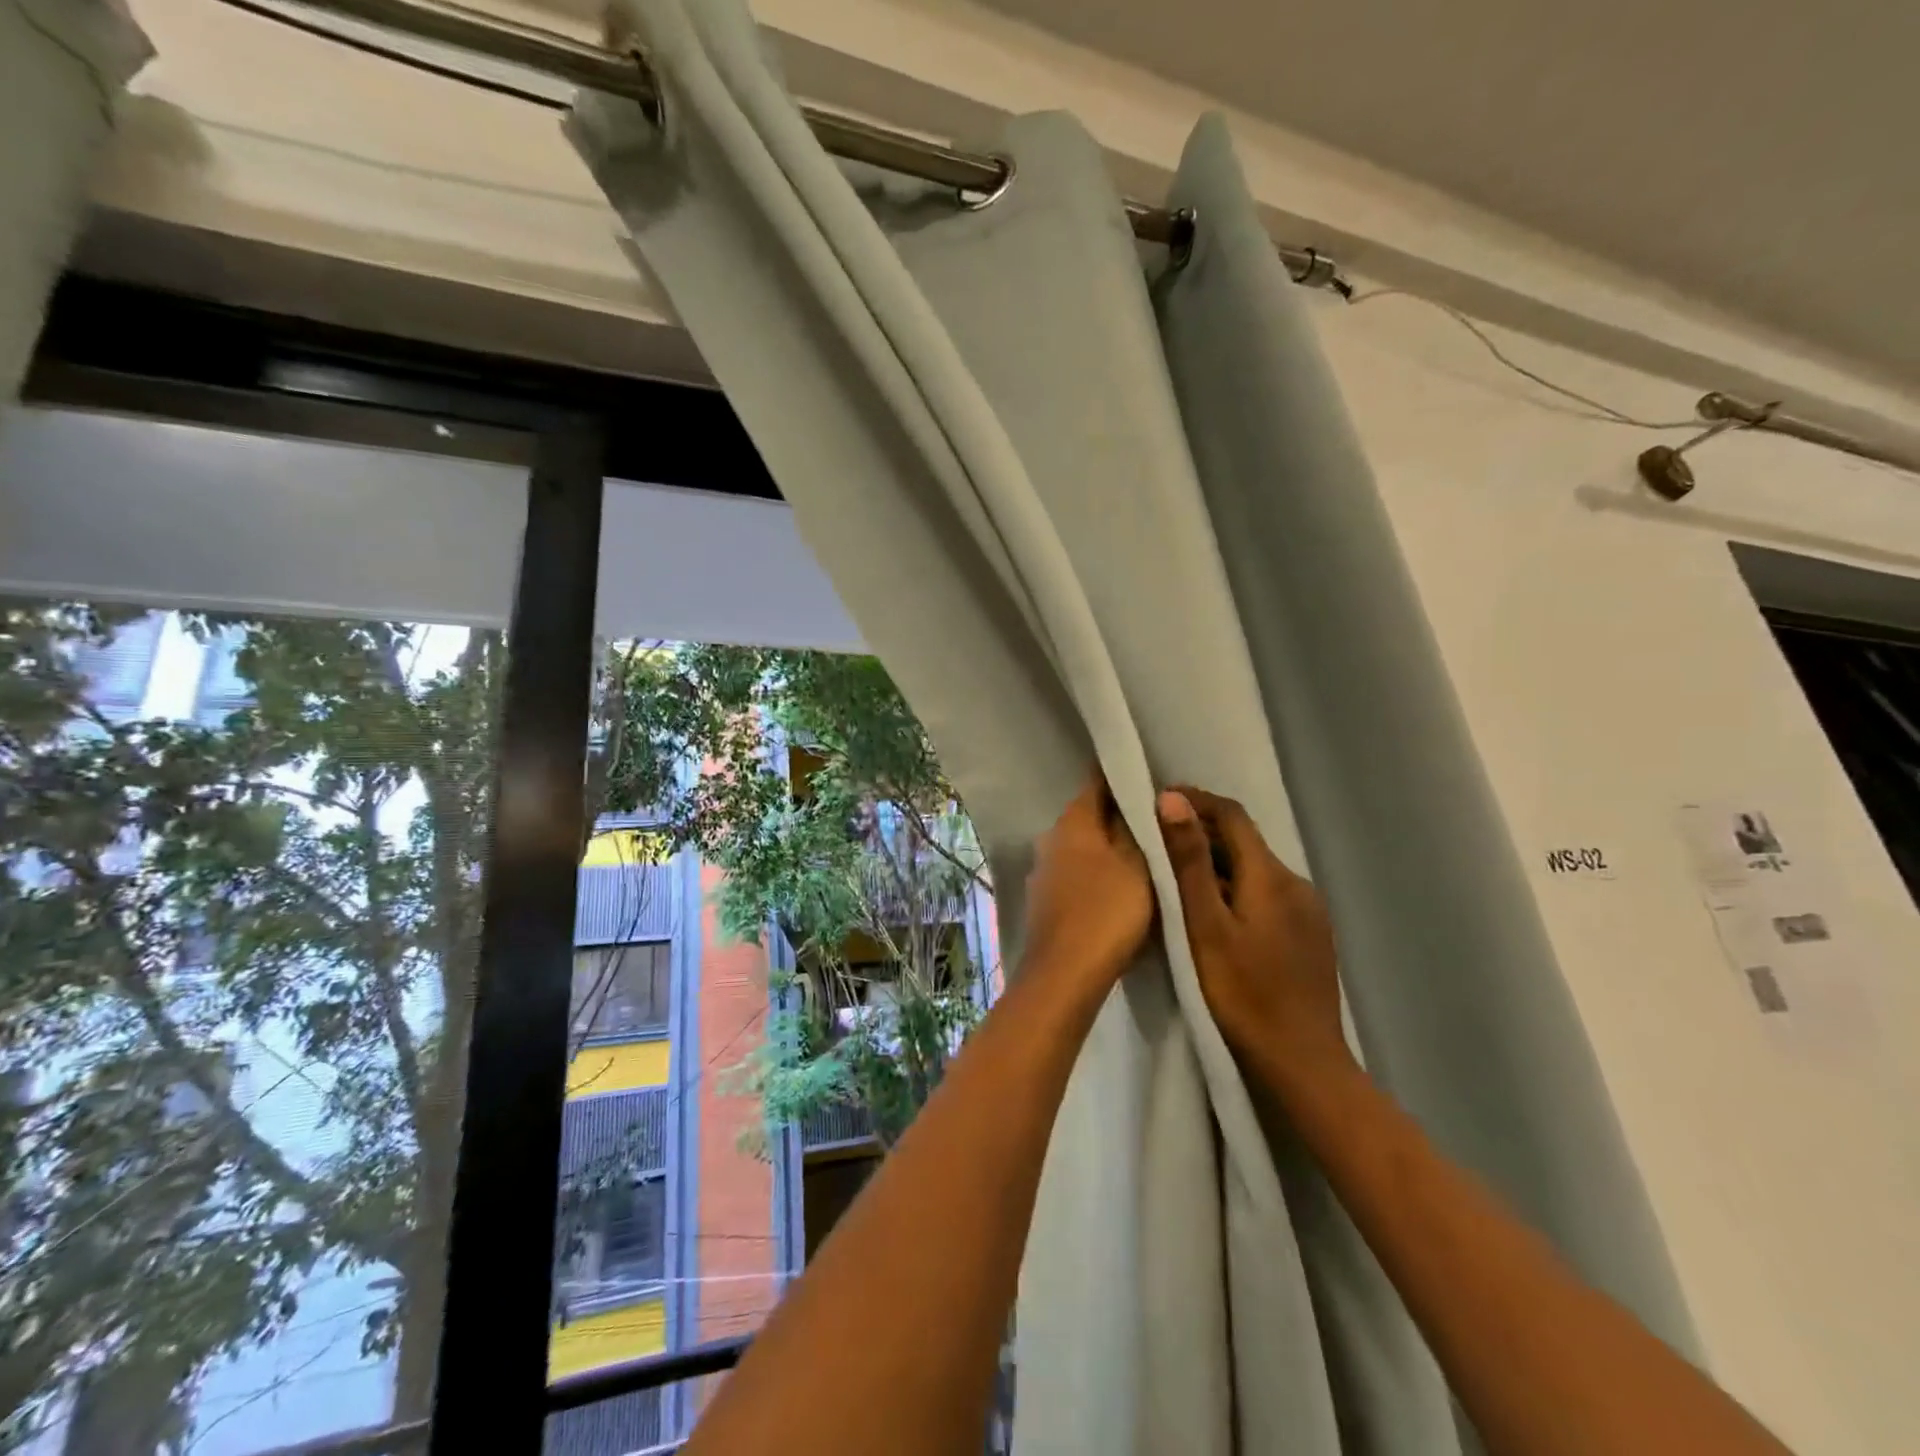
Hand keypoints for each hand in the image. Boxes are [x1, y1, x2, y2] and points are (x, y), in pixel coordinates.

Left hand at [1021, 771, 1153, 997]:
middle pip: (1090, 816)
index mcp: (1072, 821)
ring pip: (1082, 847)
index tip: (1152, 779)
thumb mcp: (1138, 866)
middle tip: (1157, 822)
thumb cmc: (1107, 912)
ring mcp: (1043, 870)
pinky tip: (1118, 889)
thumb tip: (1140, 801)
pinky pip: (1076, 874)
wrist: (1065, 975)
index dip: (1124, 778)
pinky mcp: (1044, 900)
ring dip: (1108, 849)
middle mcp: (1050, 837)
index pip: (1097, 782)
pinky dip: (1096, 875)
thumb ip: (1139, 830)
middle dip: (1119, 817)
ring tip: (1144, 856)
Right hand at [1156, 787, 1353, 1084]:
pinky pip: (1268, 895)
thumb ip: (1190, 861)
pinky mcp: (1310, 935)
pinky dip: (1237, 889)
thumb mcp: (1205, 925)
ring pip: (1255, 870)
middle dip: (1202, 832)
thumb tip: (1173, 799)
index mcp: (1271, 876)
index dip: (1196, 801)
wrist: (1302, 1064)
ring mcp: (1309, 911)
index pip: (1232, 815)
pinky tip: (1215, 913)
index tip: (1158, 800)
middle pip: (1245, 842)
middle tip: (1157, 839)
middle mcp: (1296, 883)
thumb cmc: (1243, 993)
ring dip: (1218, 863)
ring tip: (1178, 877)